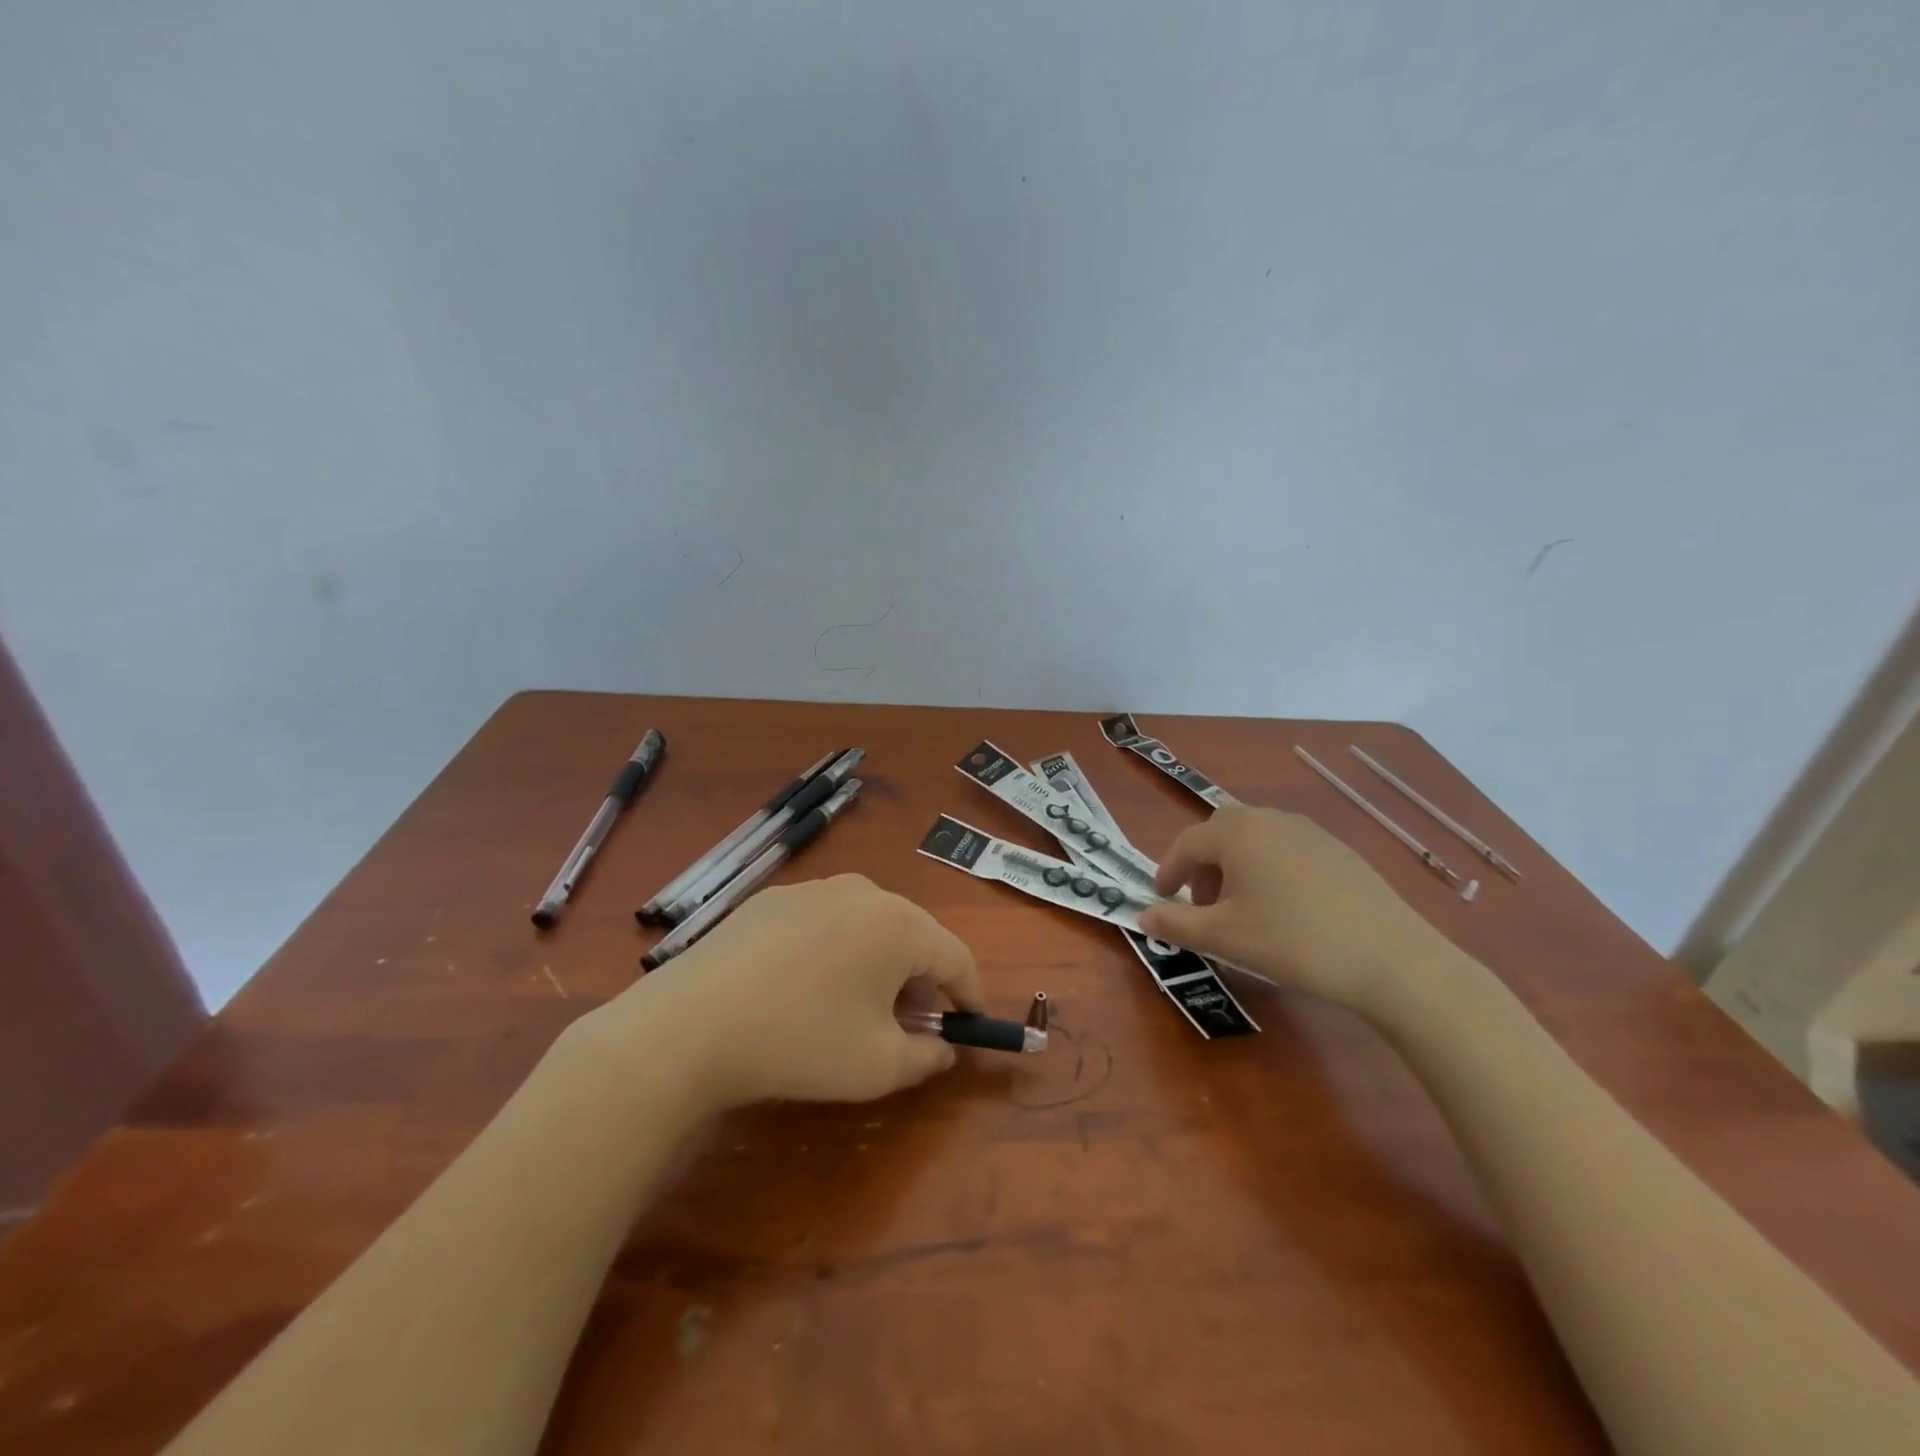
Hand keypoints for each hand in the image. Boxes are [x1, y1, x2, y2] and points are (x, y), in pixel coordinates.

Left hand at [599, 874, 984, 1110]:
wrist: (691, 1023)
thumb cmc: (801, 1042)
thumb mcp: (878, 1067)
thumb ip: (927, 1057)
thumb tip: (942, 1047)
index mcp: (900, 924)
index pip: (956, 957)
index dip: (970, 994)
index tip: (972, 1024)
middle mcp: (863, 892)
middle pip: (913, 934)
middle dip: (923, 978)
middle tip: (915, 1021)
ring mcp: (813, 889)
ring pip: (867, 924)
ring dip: (878, 962)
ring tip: (860, 1004)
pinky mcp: (772, 899)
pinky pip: (825, 922)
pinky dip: (836, 950)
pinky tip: (807, 986)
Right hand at [1138, 805, 1453, 1015]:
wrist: (1391, 958)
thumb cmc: (1292, 941)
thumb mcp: (1224, 937)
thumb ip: (1177, 923)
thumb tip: (1143, 916)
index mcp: (1237, 832)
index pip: (1187, 844)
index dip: (1169, 872)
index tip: (1161, 899)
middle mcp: (1270, 819)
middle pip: (1221, 834)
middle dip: (1203, 867)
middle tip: (1202, 906)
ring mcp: (1310, 832)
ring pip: (1256, 841)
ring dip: (1236, 868)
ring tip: (1241, 910)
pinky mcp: (1339, 851)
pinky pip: (1287, 851)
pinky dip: (1269, 871)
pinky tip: (1284, 910)